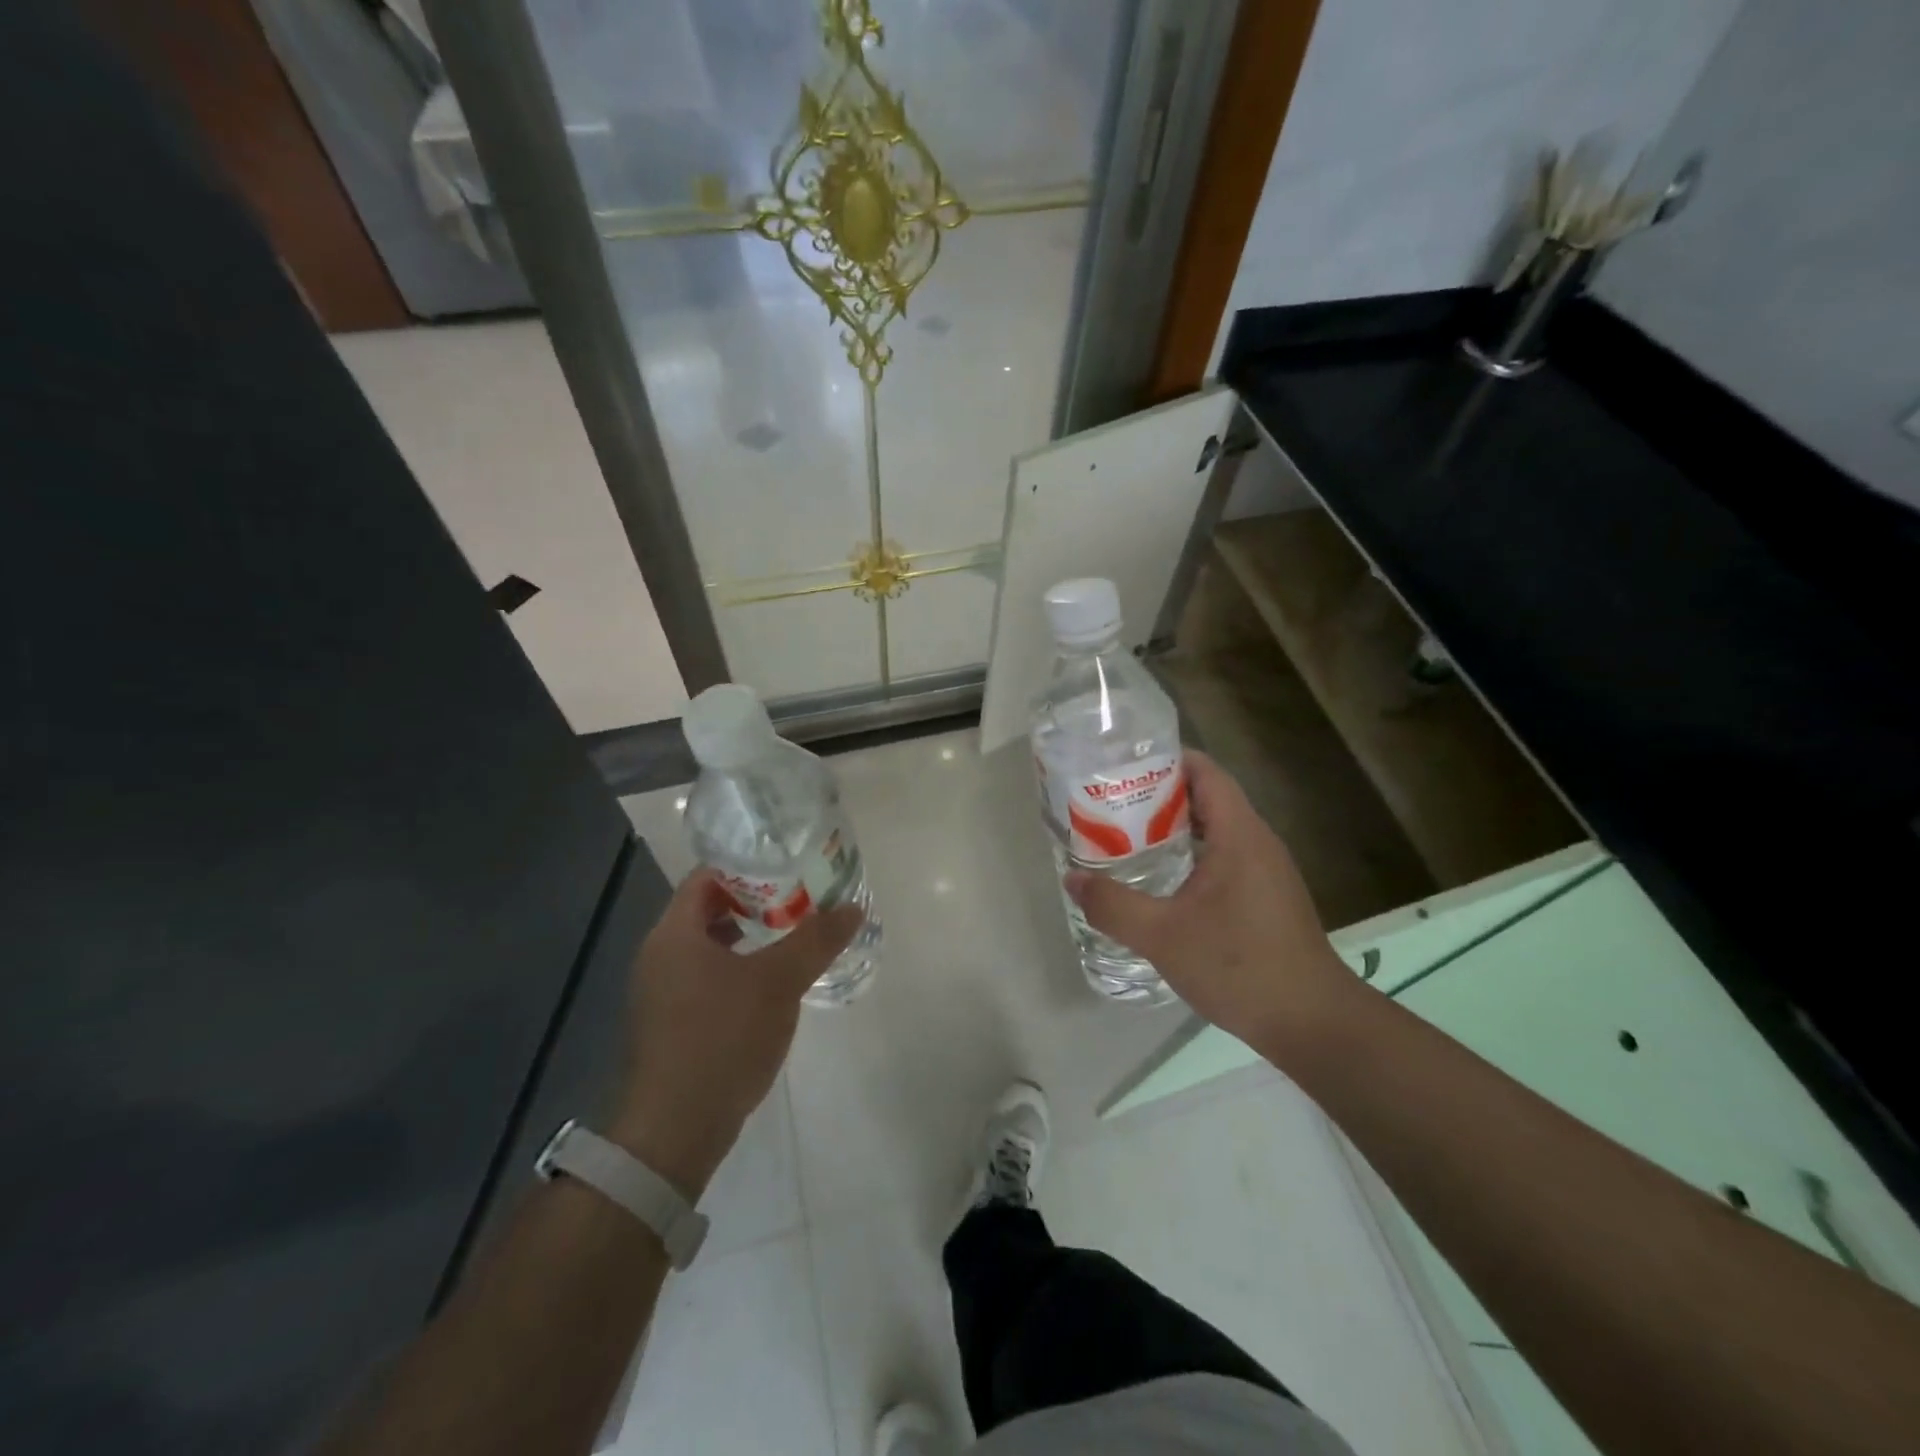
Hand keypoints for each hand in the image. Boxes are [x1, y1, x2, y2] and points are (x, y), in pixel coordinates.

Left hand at [611, 869, 860, 1197]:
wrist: (675, 1130)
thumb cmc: (723, 1038)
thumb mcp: (778, 982)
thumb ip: (816, 940)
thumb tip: (853, 907)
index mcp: (674, 934)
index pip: (707, 876)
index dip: (748, 866)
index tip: (788, 866)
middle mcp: (659, 955)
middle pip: (708, 909)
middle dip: (755, 901)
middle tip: (800, 898)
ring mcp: (660, 992)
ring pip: (708, 945)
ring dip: (748, 936)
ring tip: (792, 935)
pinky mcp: (669, 1023)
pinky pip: (705, 976)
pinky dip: (736, 967)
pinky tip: (770, 983)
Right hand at [1065, 751, 1359, 1059]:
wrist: (1311, 1023)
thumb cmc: (1239, 967)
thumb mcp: (1163, 936)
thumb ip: (1113, 905)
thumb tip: (1073, 879)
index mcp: (1240, 834)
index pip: (1205, 771)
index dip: (1165, 759)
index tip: (1121, 766)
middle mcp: (1257, 842)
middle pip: (1206, 796)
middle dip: (1158, 793)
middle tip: (1110, 801)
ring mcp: (1266, 870)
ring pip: (1215, 829)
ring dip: (1173, 827)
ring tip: (1126, 834)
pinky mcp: (1266, 896)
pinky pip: (1224, 856)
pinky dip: (1190, 854)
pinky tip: (1161, 878)